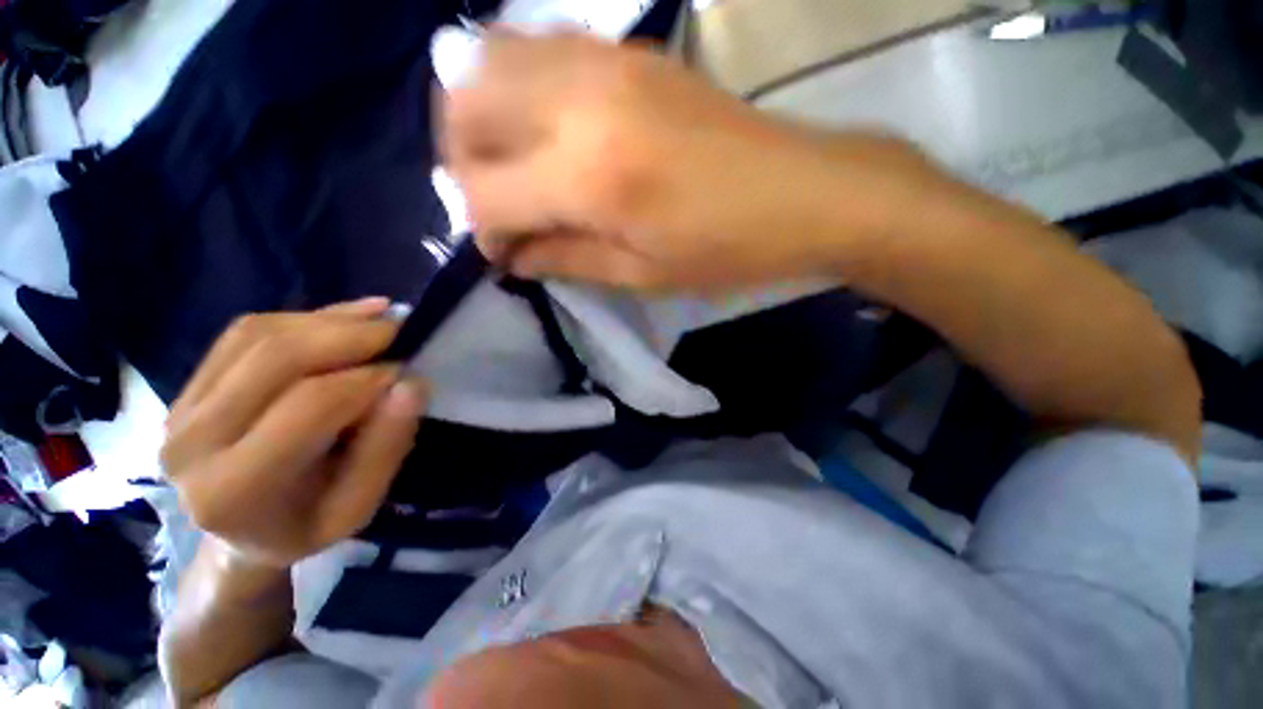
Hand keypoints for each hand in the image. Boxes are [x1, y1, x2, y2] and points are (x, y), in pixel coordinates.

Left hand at [161, 298, 427, 568]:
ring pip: (258, 335)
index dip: (368, 378)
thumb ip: (384, 447)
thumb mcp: (358, 506)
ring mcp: (180, 410)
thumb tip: (410, 385)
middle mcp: (192, 444)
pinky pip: (244, 334)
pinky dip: (302, 318)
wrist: (238, 535)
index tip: (408, 370)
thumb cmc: (306, 526)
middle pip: (276, 358)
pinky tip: (344, 318)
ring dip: (327, 320)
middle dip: (348, 334)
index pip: (309, 406)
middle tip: (399, 328)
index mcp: (236, 490)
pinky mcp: (186, 388)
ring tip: (378, 317)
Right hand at [444, 31, 918, 291]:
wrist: (804, 193)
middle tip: (497, 206)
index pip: (483, 193)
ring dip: (481, 119)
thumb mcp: (643, 276)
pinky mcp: (628, 49)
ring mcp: (604, 60)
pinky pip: (536, 46)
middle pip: (465, 109)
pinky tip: (543, 126)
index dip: (481, 230)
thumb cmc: (726, 250)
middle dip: (463, 163)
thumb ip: (566, 261)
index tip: (502, 253)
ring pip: (489, 61)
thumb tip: (514, 256)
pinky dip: (517, 86)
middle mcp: (580, 101)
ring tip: (511, 166)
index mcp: (588, 177)